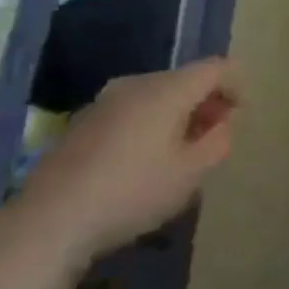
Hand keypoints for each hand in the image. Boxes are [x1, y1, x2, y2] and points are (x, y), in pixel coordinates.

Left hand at [10, 58, 236, 266]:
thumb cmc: (132, 192)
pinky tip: (143, 162)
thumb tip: (223, 123)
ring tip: (180, 152)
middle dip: (206, 102)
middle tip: (214, 137)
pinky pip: (131, 111)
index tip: (240, 115)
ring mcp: (104, 101)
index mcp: (168, 89)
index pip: (216, 67)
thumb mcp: (192, 173)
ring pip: (156, 95)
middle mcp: (136, 83)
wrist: (48, 221)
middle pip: (185, 79)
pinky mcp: (82, 123)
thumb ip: (219, 141)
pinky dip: (149, 125)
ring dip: (177, 114)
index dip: (236, 85)